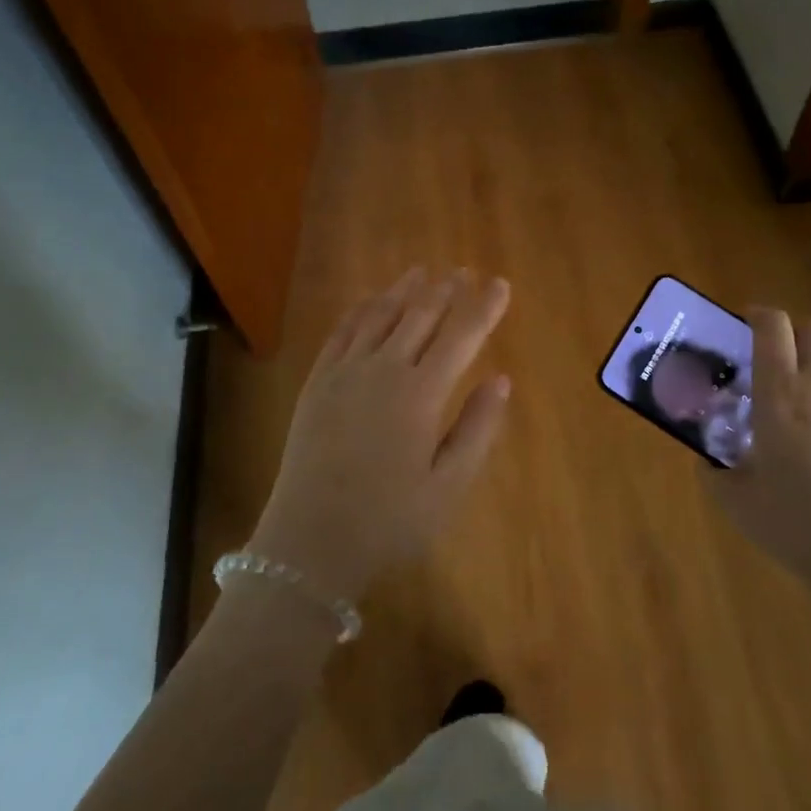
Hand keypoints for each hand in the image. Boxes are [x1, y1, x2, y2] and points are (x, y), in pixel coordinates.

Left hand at [248, 268, 512, 605]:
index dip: (484, 308)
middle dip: (446, 290)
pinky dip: (360, 309)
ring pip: (380, 315)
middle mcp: (384, 369)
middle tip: (463, 271)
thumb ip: (477, 428)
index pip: (461, 336)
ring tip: (422, 271)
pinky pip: (342, 331)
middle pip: (421, 316)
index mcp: (421, 394)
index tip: (501, 283)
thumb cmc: (389, 520)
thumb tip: (501, 379)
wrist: (310, 540)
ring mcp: (345, 371)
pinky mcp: (318, 381)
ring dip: (404, 291)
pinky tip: (370, 300)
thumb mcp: (448, 486)